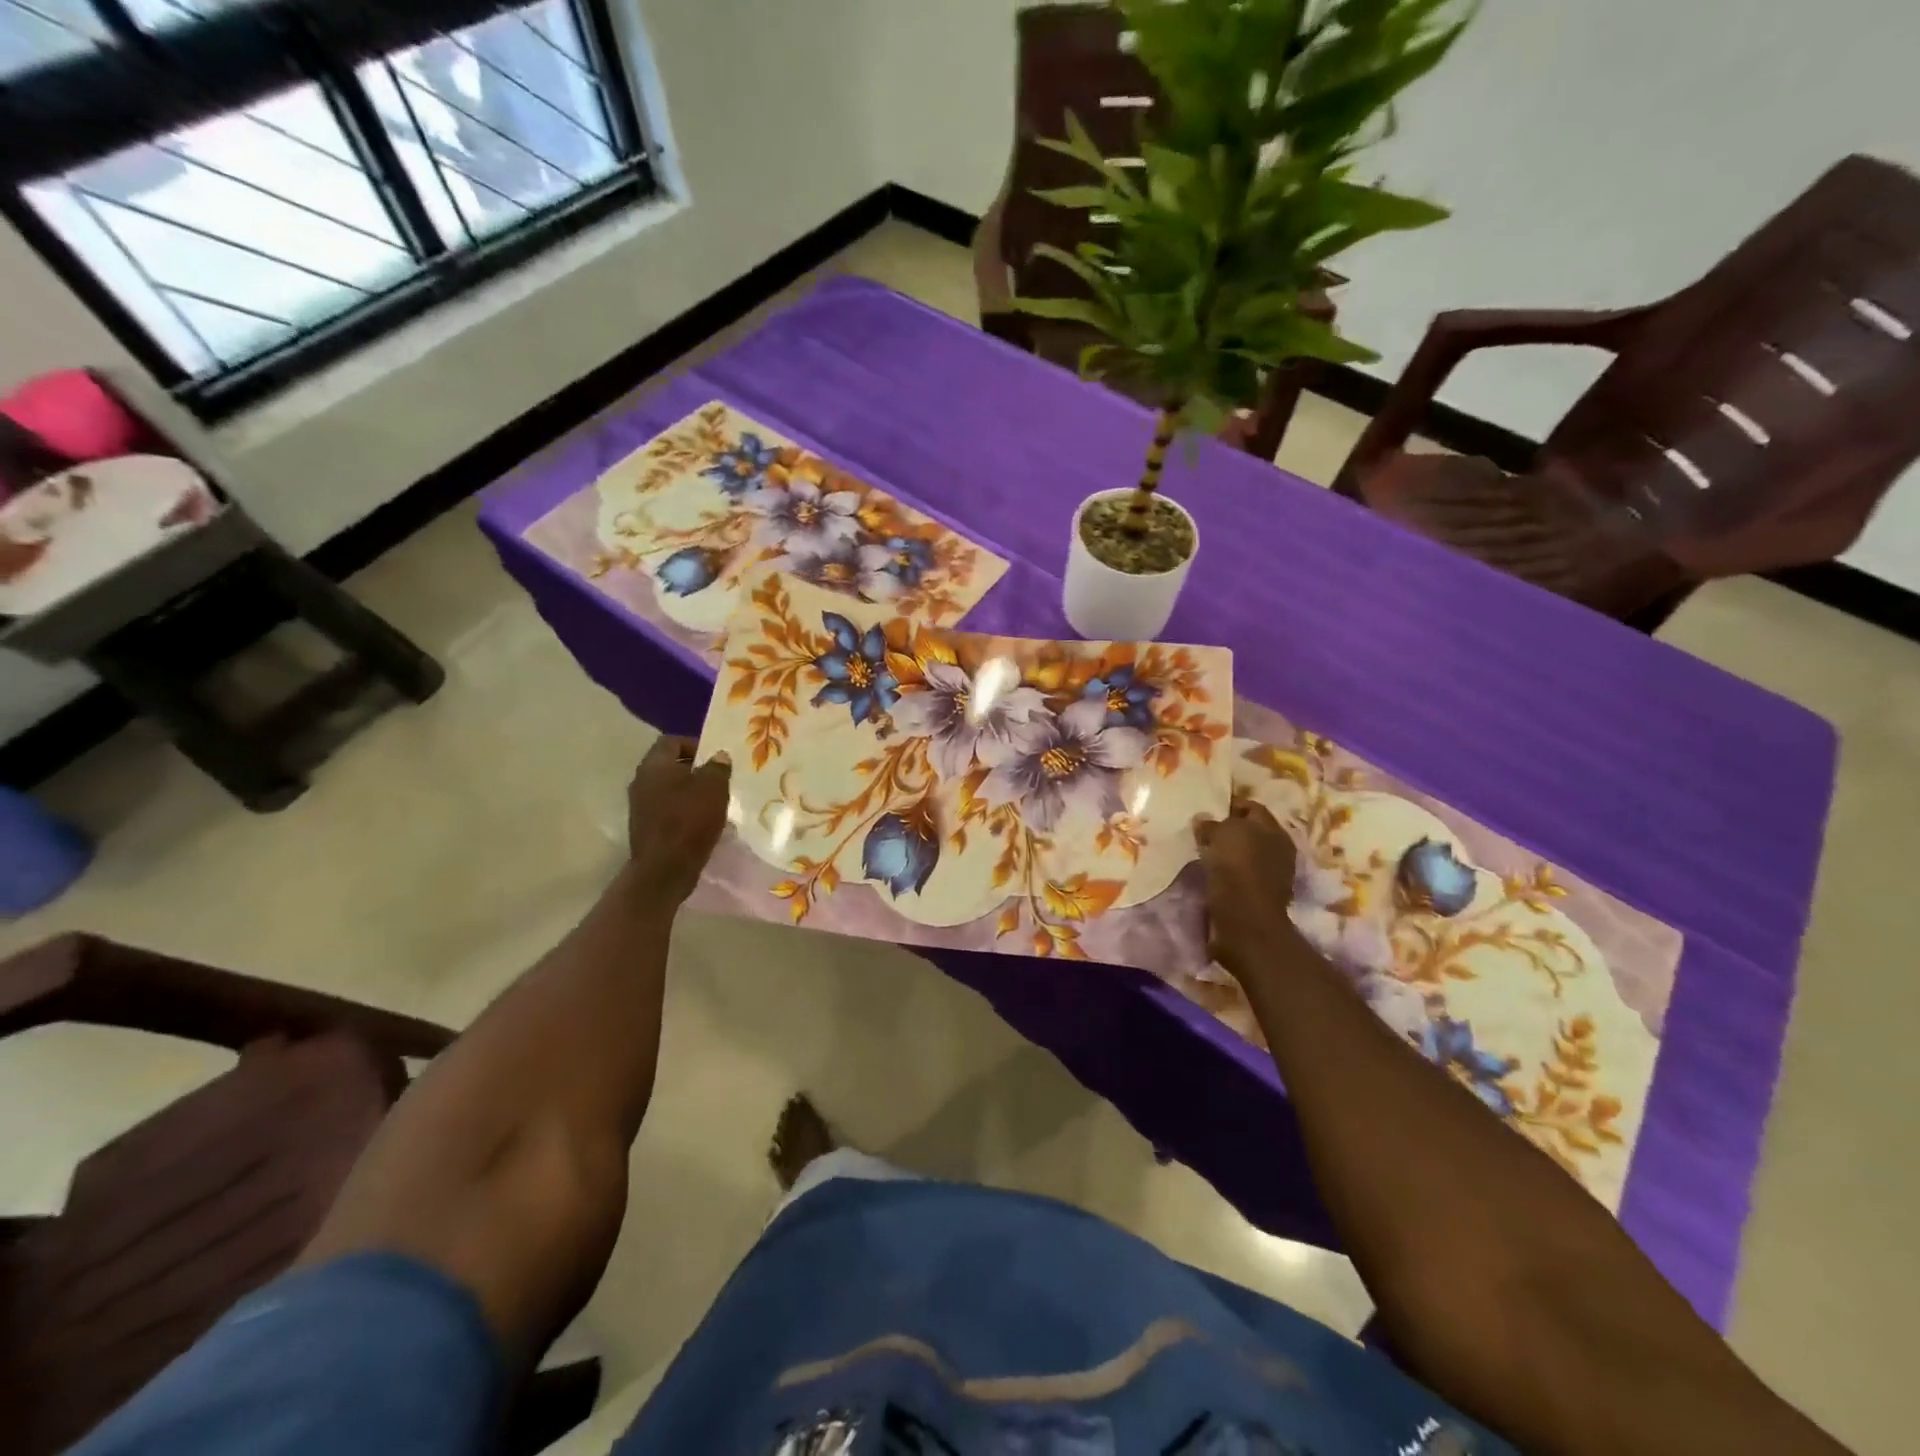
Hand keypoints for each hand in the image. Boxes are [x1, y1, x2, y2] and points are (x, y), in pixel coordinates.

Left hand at [626, 736, 731, 904]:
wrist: (664, 869)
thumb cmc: (689, 821)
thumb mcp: (713, 788)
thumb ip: (717, 767)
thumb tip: (719, 756)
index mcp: (654, 765)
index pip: (672, 741)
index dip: (695, 744)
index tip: (716, 757)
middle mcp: (641, 781)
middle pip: (669, 765)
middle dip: (695, 769)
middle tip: (719, 778)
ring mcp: (640, 806)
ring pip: (669, 789)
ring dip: (690, 791)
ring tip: (714, 801)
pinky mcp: (645, 827)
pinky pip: (667, 809)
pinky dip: (684, 810)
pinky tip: (702, 821)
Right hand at [1194, 800, 1300, 981]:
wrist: (1245, 922)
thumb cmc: (1237, 869)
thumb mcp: (1221, 835)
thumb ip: (1213, 823)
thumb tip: (1202, 819)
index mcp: (1274, 831)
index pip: (1252, 808)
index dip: (1230, 804)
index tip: (1207, 806)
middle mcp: (1276, 851)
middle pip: (1249, 832)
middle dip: (1227, 829)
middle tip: (1201, 828)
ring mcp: (1269, 876)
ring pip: (1242, 855)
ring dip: (1224, 853)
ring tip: (1200, 850)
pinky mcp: (1256, 897)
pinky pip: (1237, 875)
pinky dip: (1224, 872)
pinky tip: (1207, 872)